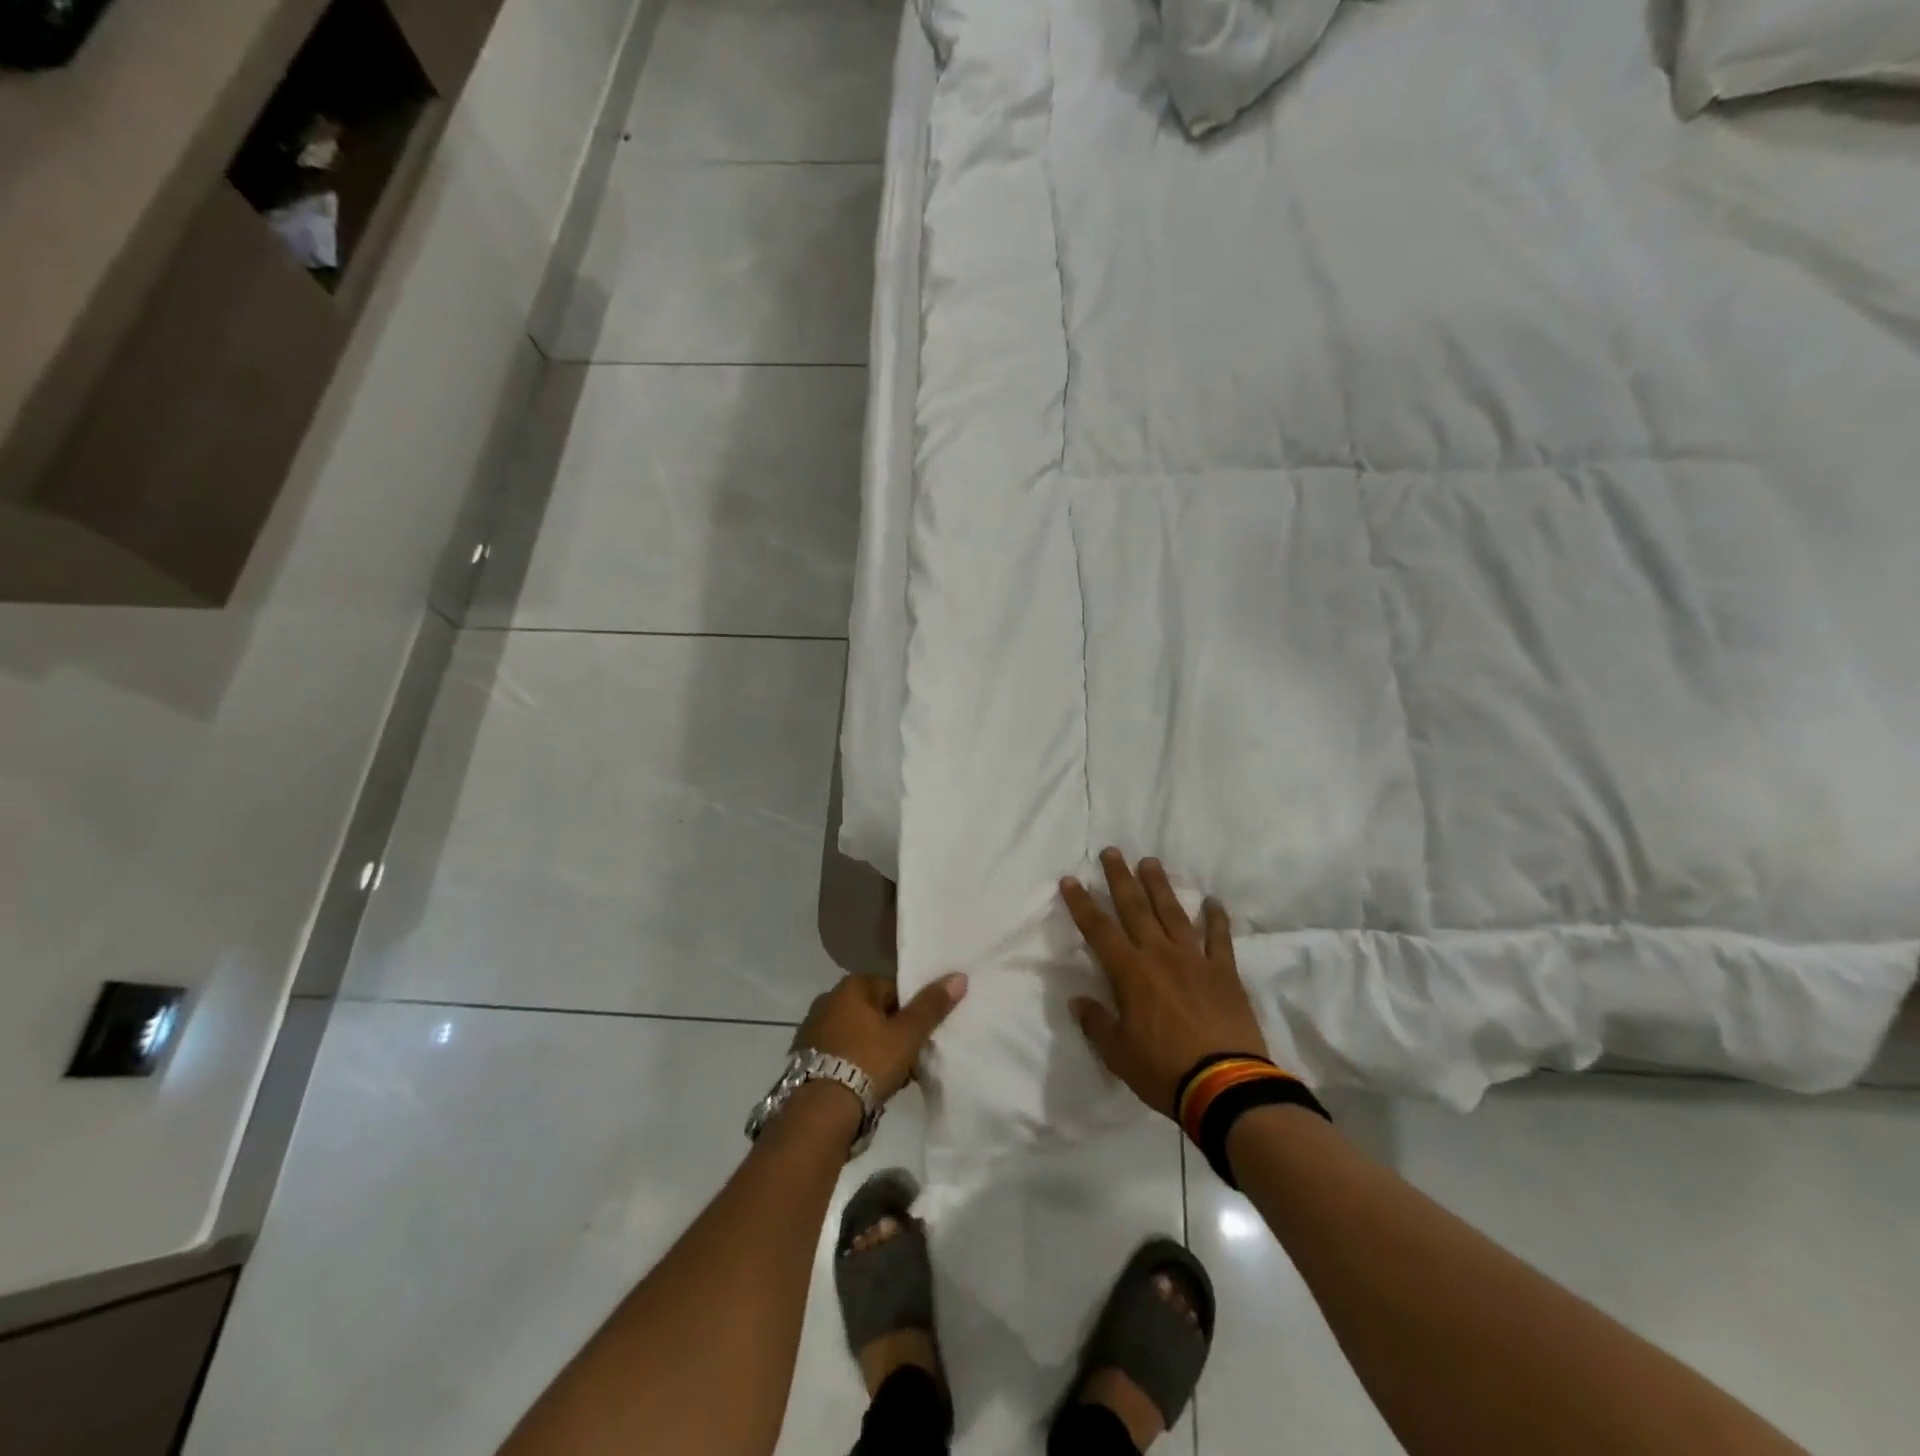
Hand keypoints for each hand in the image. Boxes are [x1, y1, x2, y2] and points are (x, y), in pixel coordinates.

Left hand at [794, 972, 968, 1103]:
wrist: (820, 1112)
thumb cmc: (867, 1062)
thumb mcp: (907, 1035)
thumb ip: (932, 1006)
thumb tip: (959, 976)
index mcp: (852, 986)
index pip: (893, 988)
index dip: (911, 1011)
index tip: (921, 1036)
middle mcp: (829, 999)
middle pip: (874, 1011)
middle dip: (893, 1032)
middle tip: (910, 1059)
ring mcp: (813, 1028)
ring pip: (857, 1034)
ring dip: (873, 1050)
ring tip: (891, 1078)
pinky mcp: (804, 1056)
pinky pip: (840, 1053)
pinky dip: (854, 1063)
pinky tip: (865, 1086)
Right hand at [1061, 849, 1268, 1117]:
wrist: (1226, 1085)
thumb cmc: (1164, 1070)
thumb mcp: (1118, 1053)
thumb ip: (1097, 1023)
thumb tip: (1078, 1001)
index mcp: (1130, 973)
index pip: (1098, 930)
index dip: (1082, 904)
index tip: (1070, 880)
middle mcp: (1160, 955)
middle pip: (1135, 908)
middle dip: (1120, 879)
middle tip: (1111, 851)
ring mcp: (1195, 960)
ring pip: (1173, 913)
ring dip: (1160, 886)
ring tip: (1150, 862)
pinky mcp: (1224, 972)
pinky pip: (1219, 938)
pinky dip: (1216, 919)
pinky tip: (1213, 901)